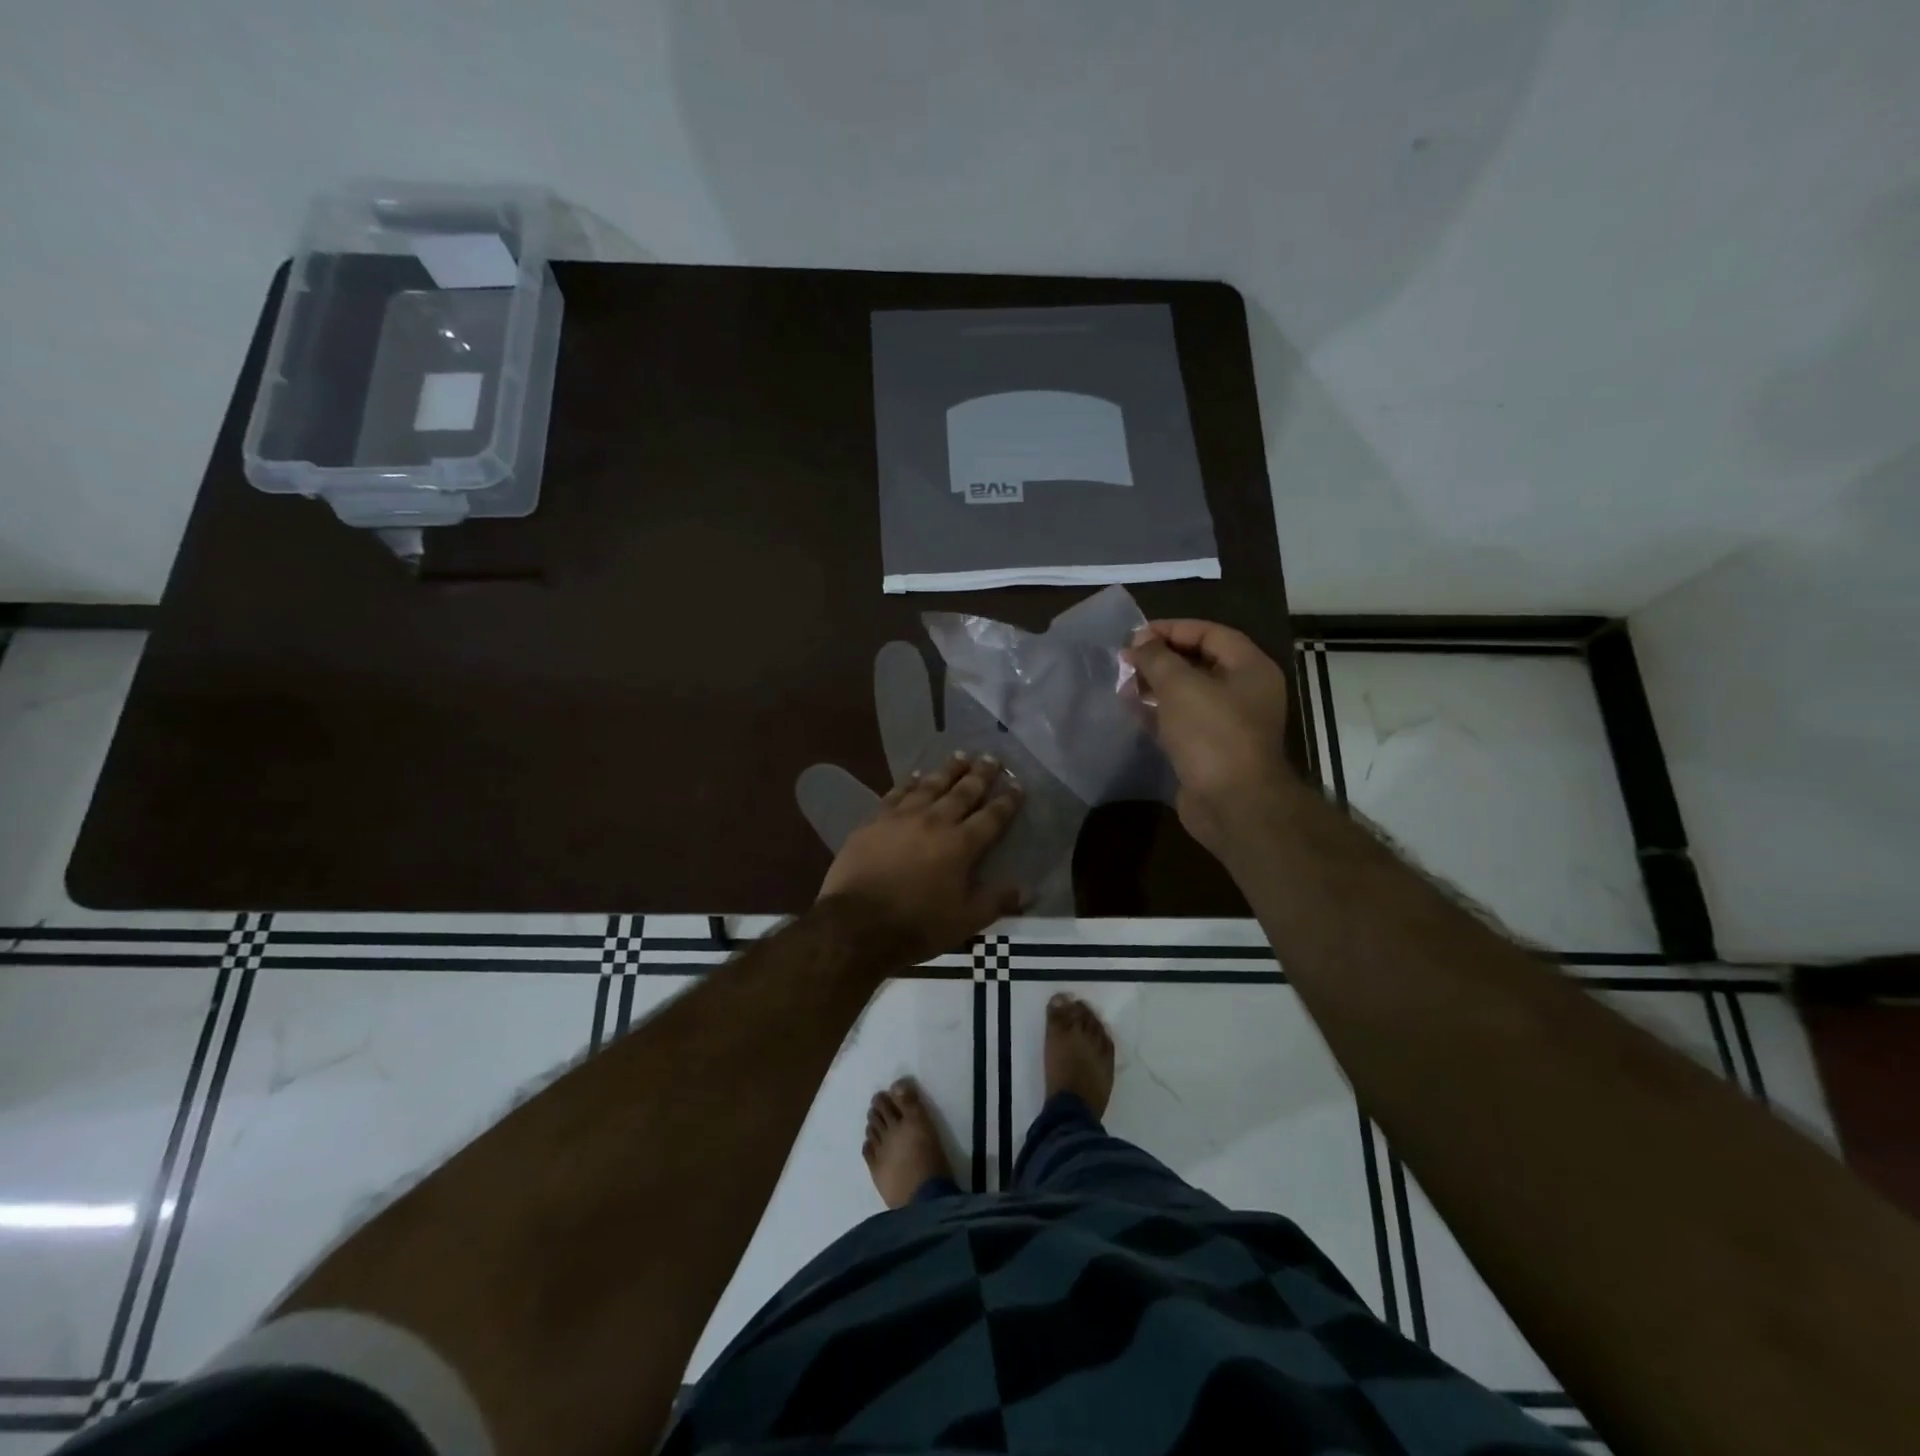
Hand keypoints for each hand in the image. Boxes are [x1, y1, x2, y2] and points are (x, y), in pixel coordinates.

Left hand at [818, 753, 1023, 966]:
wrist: (856, 923)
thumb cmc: (916, 925)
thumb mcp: (965, 922)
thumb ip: (994, 902)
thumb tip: (1021, 890)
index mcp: (961, 845)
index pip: (991, 817)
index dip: (1007, 800)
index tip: (1017, 785)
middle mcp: (935, 822)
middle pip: (963, 792)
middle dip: (980, 774)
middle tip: (992, 757)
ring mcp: (902, 817)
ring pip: (931, 785)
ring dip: (948, 769)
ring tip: (961, 755)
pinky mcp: (875, 820)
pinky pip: (897, 793)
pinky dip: (910, 782)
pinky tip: (916, 775)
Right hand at [1122, 620, 1292, 852]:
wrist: (1232, 803)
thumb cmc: (1211, 734)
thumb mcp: (1180, 685)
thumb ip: (1156, 657)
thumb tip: (1140, 642)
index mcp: (1250, 668)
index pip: (1209, 633)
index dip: (1171, 629)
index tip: (1135, 636)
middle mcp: (1244, 692)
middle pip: (1198, 663)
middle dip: (1160, 659)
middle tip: (1125, 662)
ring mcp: (1228, 723)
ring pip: (1188, 694)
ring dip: (1155, 687)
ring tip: (1123, 686)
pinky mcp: (1210, 750)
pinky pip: (1182, 722)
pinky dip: (1159, 714)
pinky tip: (1132, 712)